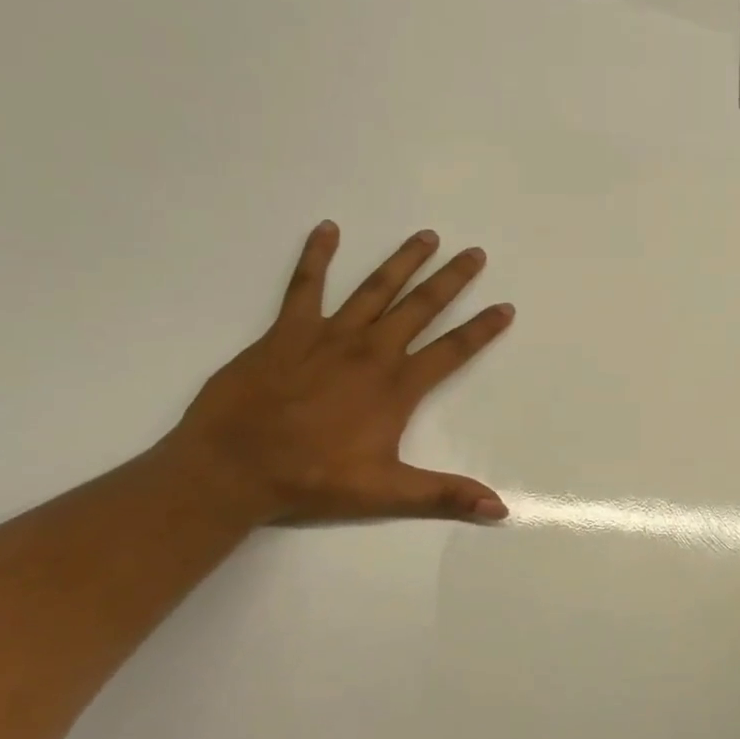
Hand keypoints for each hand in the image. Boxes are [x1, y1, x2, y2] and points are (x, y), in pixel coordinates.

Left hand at [165, 223, 515, 524]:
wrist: (233, 466)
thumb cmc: (313, 479)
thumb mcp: (386, 492)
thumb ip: (445, 494)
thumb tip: (501, 510)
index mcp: (397, 386)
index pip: (453, 350)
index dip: (482, 329)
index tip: (506, 307)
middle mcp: (371, 350)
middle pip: (421, 306)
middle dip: (451, 279)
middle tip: (475, 253)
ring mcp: (329, 335)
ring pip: (375, 288)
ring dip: (403, 260)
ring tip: (427, 236)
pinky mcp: (288, 330)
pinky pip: (305, 285)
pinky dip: (316, 255)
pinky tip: (328, 229)